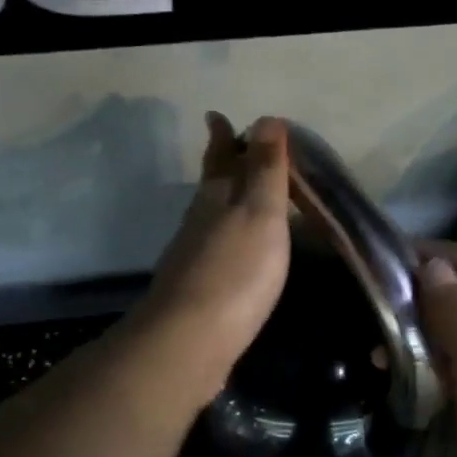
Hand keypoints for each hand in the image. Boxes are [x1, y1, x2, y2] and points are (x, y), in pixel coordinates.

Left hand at [131, 114, 292, 399]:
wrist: (191, 339)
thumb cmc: (236, 270)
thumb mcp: (260, 212)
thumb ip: (264, 170)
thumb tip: (265, 118)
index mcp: (216, 197)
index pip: (220, 157)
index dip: (222, 136)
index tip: (216, 116)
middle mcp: (199, 221)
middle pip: (211, 184)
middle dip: (222, 164)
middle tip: (232, 147)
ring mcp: (193, 257)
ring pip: (210, 216)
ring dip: (225, 200)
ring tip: (241, 194)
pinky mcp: (196, 289)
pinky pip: (215, 248)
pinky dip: (227, 236)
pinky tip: (236, 249)